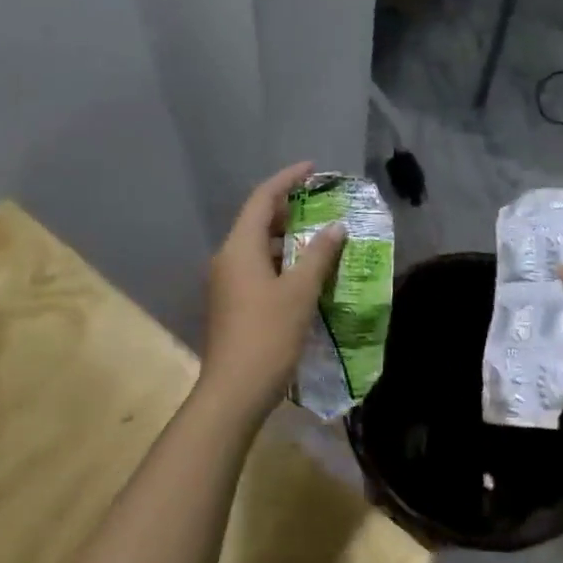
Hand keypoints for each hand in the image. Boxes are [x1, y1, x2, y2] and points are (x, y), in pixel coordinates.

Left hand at [200, 162, 345, 417]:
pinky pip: (258, 267)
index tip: (313, 169)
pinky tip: (306, 272)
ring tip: (320, 235)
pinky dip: (281, 260)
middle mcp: (228, 258)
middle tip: (321, 203)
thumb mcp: (300, 292)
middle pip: (257, 220)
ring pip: (258, 246)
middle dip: (288, 208)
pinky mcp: (232, 303)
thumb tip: (336, 227)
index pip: (262, 199)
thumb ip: (319, 255)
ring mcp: (227, 282)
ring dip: (287, 237)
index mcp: (239, 247)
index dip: (287, 180)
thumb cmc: (267, 335)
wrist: (233, 393)